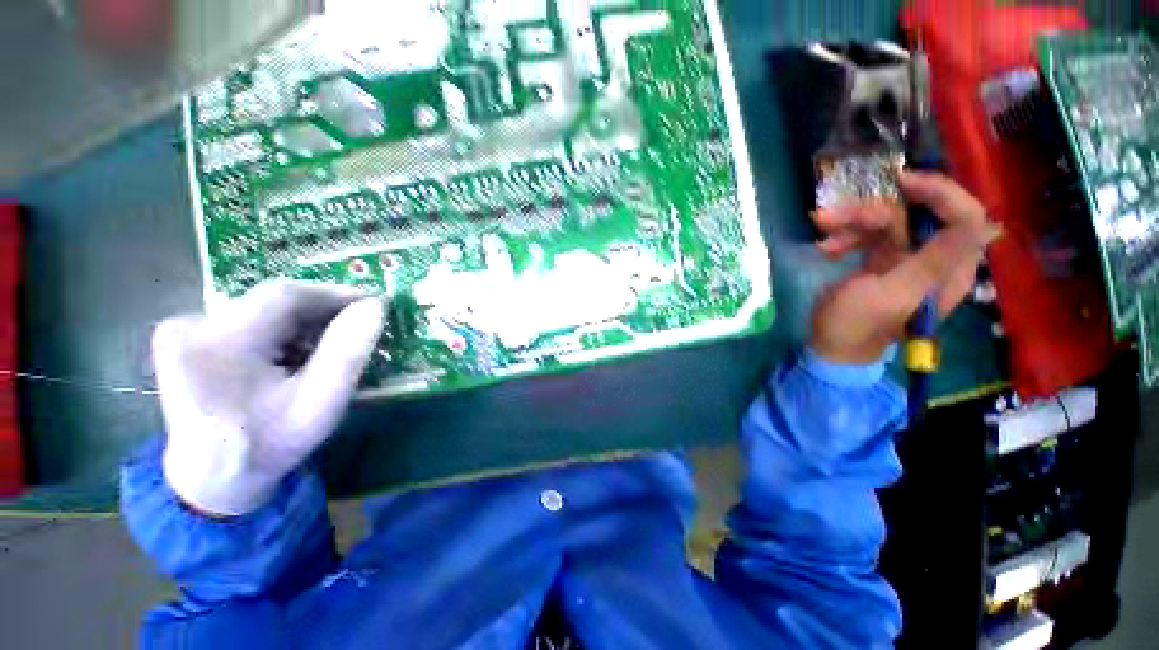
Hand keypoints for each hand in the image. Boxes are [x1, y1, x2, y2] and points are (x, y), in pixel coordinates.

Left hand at [152, 281, 385, 516]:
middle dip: (322, 312)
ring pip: (263, 311)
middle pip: (273, 302)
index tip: (375, 301)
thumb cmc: (269, 445)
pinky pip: (249, 321)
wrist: (212, 480)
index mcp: (217, 344)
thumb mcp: (321, 404)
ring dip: (304, 324)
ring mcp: (182, 331)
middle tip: (360, 325)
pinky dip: (283, 333)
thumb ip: (348, 353)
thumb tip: (375, 306)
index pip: (285, 296)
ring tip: (333, 345)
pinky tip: (299, 355)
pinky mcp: (185, 338)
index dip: (336, 293)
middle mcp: (189, 326)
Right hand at [810, 171, 999, 363]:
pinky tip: (825, 247)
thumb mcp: (893, 295)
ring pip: (887, 220)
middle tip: (832, 218)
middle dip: (873, 211)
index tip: (900, 182)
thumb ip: (935, 260)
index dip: (940, 193)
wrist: (829, 346)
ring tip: (821, 228)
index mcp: (949, 270)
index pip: (965, 218)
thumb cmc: (858, 326)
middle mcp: (933, 258)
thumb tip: (985, 223)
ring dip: (851, 221)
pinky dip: (845, 234)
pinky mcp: (881, 259)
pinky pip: (868, 233)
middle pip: (916, 214)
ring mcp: (906, 257)